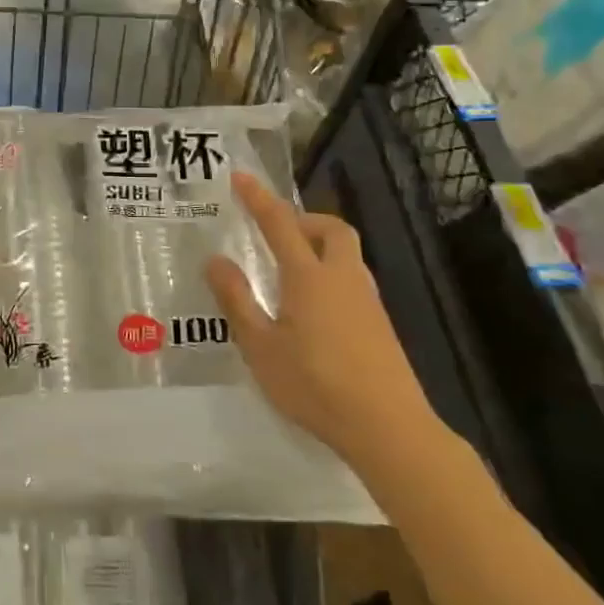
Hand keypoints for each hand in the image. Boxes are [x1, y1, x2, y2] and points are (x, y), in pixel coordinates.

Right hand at [206, 172, 441, 471]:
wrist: (388, 427)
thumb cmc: (315, 385)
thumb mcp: (261, 346)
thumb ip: (237, 300)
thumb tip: (215, 260)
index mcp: (309, 277)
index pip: (280, 224)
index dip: (258, 198)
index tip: (241, 177)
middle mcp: (342, 278)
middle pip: (331, 228)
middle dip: (303, 218)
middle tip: (275, 231)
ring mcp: (367, 300)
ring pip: (346, 253)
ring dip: (319, 245)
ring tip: (290, 268)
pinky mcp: (380, 324)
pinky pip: (352, 278)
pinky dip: (330, 272)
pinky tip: (315, 306)